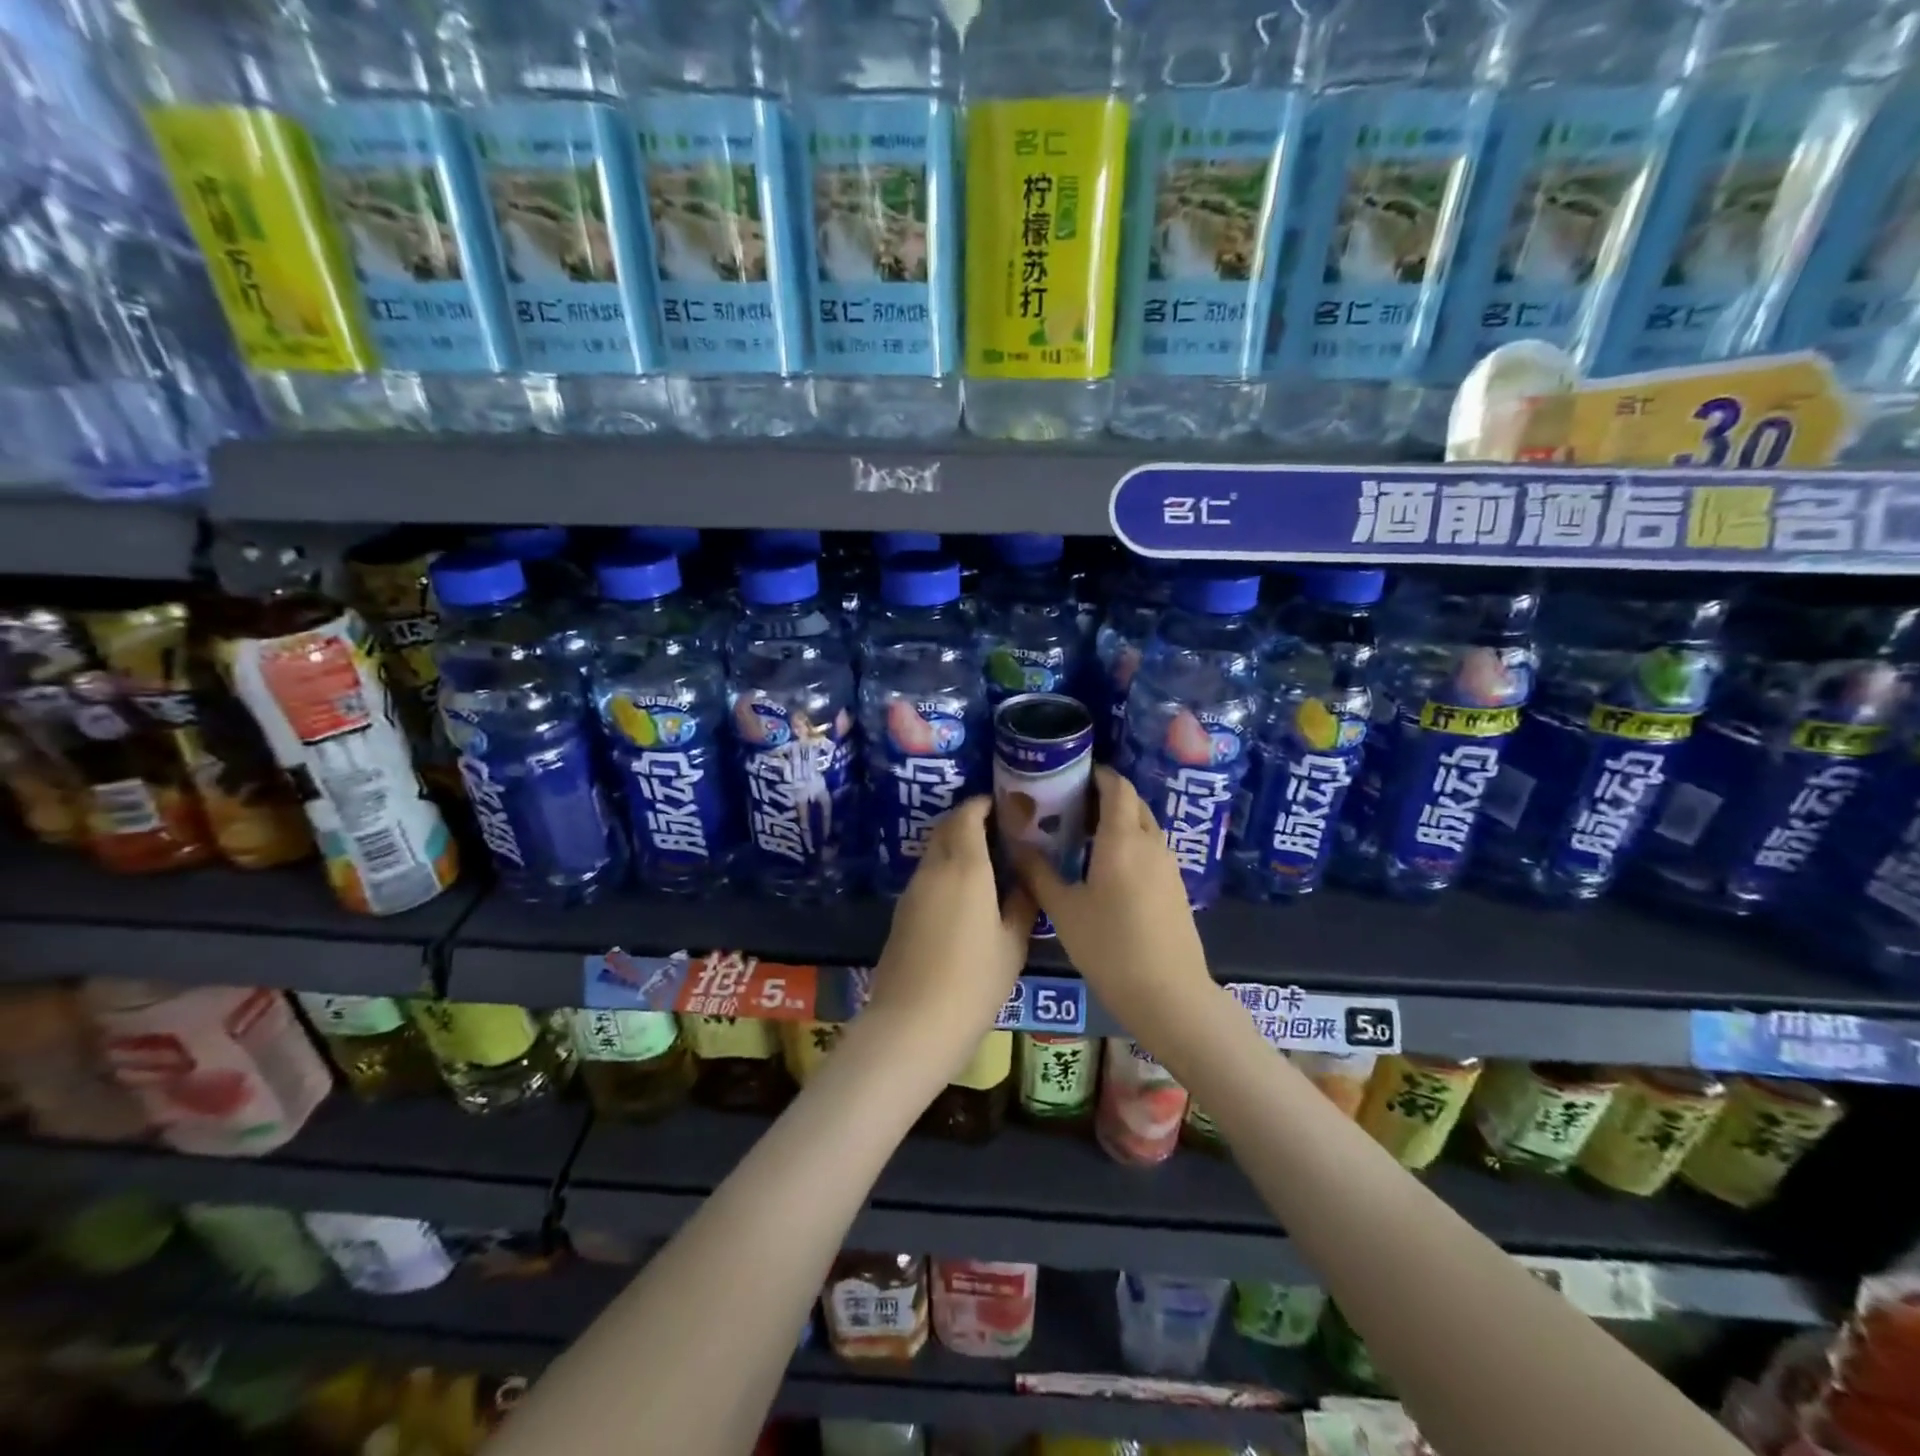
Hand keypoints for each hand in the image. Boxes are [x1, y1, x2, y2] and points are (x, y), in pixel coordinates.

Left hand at [867, 797, 1035, 1077]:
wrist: (913, 1023)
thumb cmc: (973, 982)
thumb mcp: (1012, 944)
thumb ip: (1022, 903)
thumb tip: (1024, 879)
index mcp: (965, 868)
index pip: (967, 816)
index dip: (983, 804)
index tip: (1004, 807)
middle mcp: (934, 870)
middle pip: (946, 827)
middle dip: (969, 820)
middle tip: (999, 831)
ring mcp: (912, 891)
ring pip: (934, 851)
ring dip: (956, 845)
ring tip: (987, 862)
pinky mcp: (901, 912)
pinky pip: (926, 875)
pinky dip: (944, 869)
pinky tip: (965, 893)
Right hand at [1014, 766, 1213, 1034]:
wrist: (1168, 993)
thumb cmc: (1109, 946)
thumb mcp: (1064, 910)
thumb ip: (1039, 873)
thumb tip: (1017, 846)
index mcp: (1122, 839)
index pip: (1116, 787)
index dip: (1098, 774)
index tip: (1073, 774)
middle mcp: (1151, 843)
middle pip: (1132, 803)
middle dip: (1105, 796)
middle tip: (1071, 805)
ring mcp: (1168, 866)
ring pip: (1144, 827)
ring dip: (1119, 821)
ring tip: (1083, 835)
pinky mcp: (1175, 887)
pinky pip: (1151, 849)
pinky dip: (1130, 843)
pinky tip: (1107, 867)